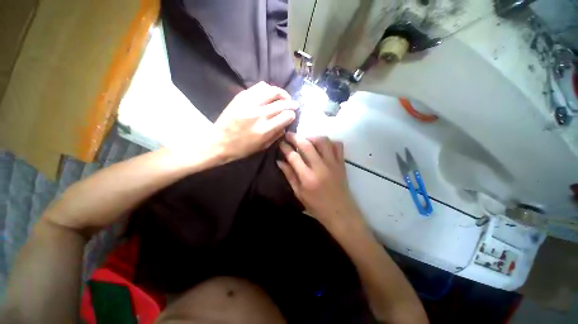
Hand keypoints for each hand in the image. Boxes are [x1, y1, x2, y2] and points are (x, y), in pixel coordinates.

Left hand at [215, 82, 296, 160]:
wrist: (219, 142)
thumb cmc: (242, 149)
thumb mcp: (263, 147)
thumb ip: (276, 135)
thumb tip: (285, 125)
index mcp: (265, 129)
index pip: (286, 116)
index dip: (292, 115)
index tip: (293, 115)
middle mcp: (259, 114)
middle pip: (282, 103)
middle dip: (291, 103)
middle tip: (295, 104)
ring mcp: (249, 103)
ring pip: (272, 90)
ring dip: (281, 93)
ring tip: (284, 97)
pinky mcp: (241, 97)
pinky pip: (259, 87)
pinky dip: (268, 89)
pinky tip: (269, 95)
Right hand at [277, 133, 364, 230]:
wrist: (340, 212)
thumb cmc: (317, 206)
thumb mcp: (299, 193)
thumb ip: (289, 175)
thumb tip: (280, 161)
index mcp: (307, 178)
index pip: (293, 157)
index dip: (285, 148)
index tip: (281, 143)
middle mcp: (320, 167)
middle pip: (306, 145)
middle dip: (295, 137)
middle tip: (289, 135)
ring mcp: (333, 164)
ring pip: (323, 141)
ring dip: (312, 137)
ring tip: (306, 140)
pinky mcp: (342, 163)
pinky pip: (338, 145)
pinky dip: (329, 142)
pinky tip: (322, 146)